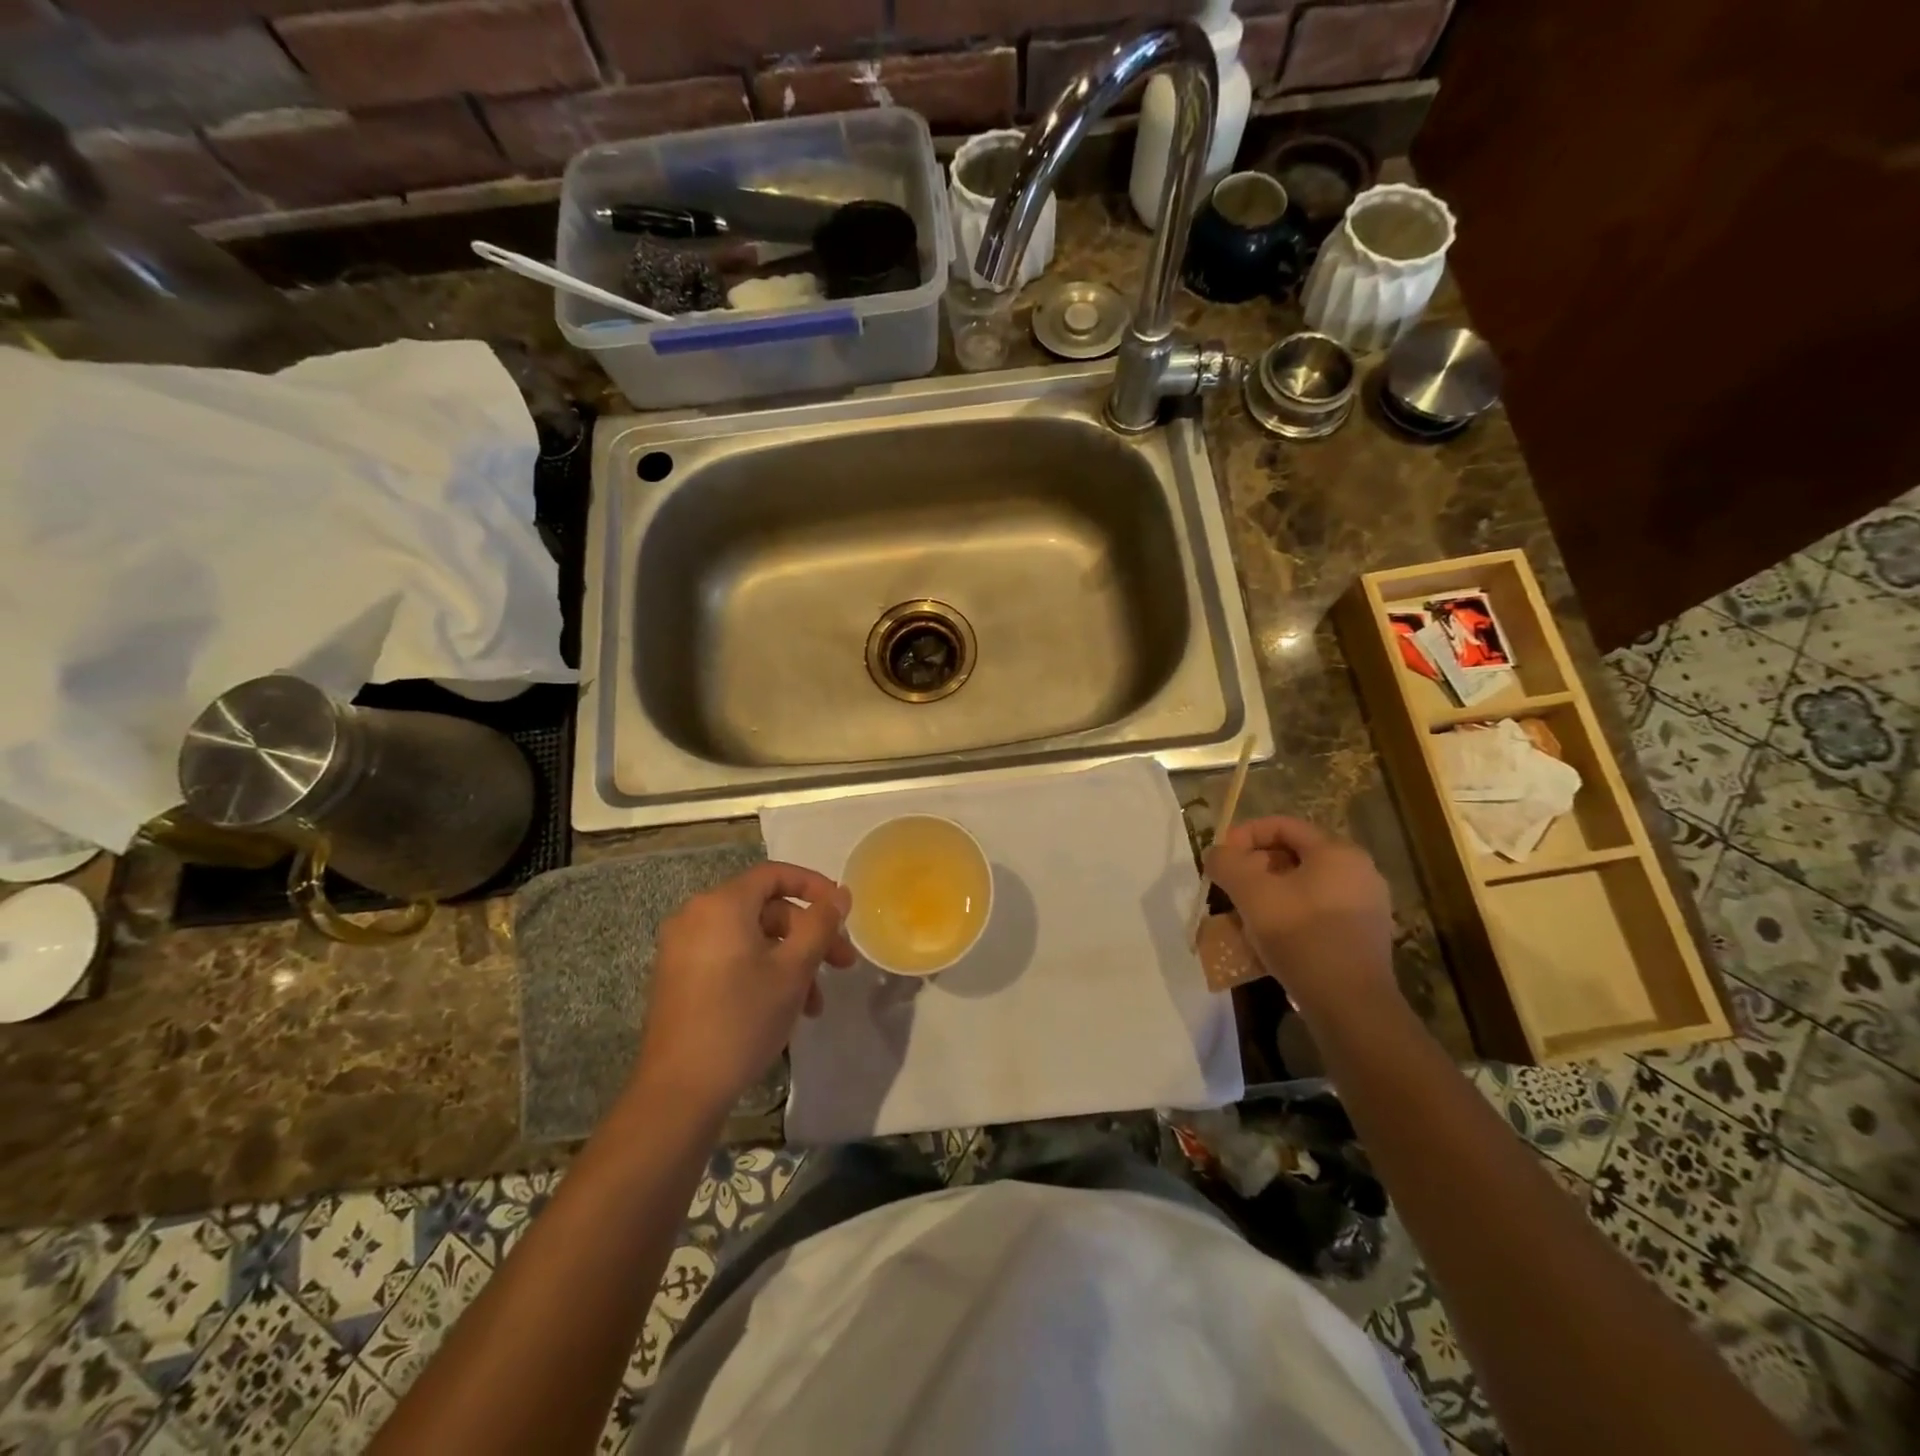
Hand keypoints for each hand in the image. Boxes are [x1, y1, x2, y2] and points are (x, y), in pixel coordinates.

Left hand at [635, 863, 853, 1113]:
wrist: (680, 1091)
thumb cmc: (742, 1019)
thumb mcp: (793, 969)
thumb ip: (820, 924)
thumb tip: (840, 893)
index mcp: (721, 905)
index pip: (774, 874)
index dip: (814, 886)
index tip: (842, 911)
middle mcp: (695, 916)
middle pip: (765, 909)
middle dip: (808, 935)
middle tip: (842, 965)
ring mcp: (682, 949)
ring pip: (751, 939)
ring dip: (789, 961)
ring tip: (815, 1004)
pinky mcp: (678, 978)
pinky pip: (730, 958)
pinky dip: (761, 971)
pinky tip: (784, 1008)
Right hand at [1204, 816, 1396, 1022]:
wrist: (1350, 1005)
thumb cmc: (1301, 936)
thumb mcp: (1251, 892)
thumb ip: (1226, 863)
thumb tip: (1217, 855)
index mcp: (1337, 852)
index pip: (1282, 825)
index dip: (1244, 835)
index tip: (1221, 858)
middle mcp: (1358, 871)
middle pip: (1293, 855)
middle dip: (1254, 868)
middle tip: (1229, 888)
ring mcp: (1365, 906)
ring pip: (1303, 886)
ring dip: (1268, 894)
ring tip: (1242, 915)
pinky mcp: (1363, 936)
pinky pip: (1316, 912)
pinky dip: (1288, 916)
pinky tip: (1267, 939)